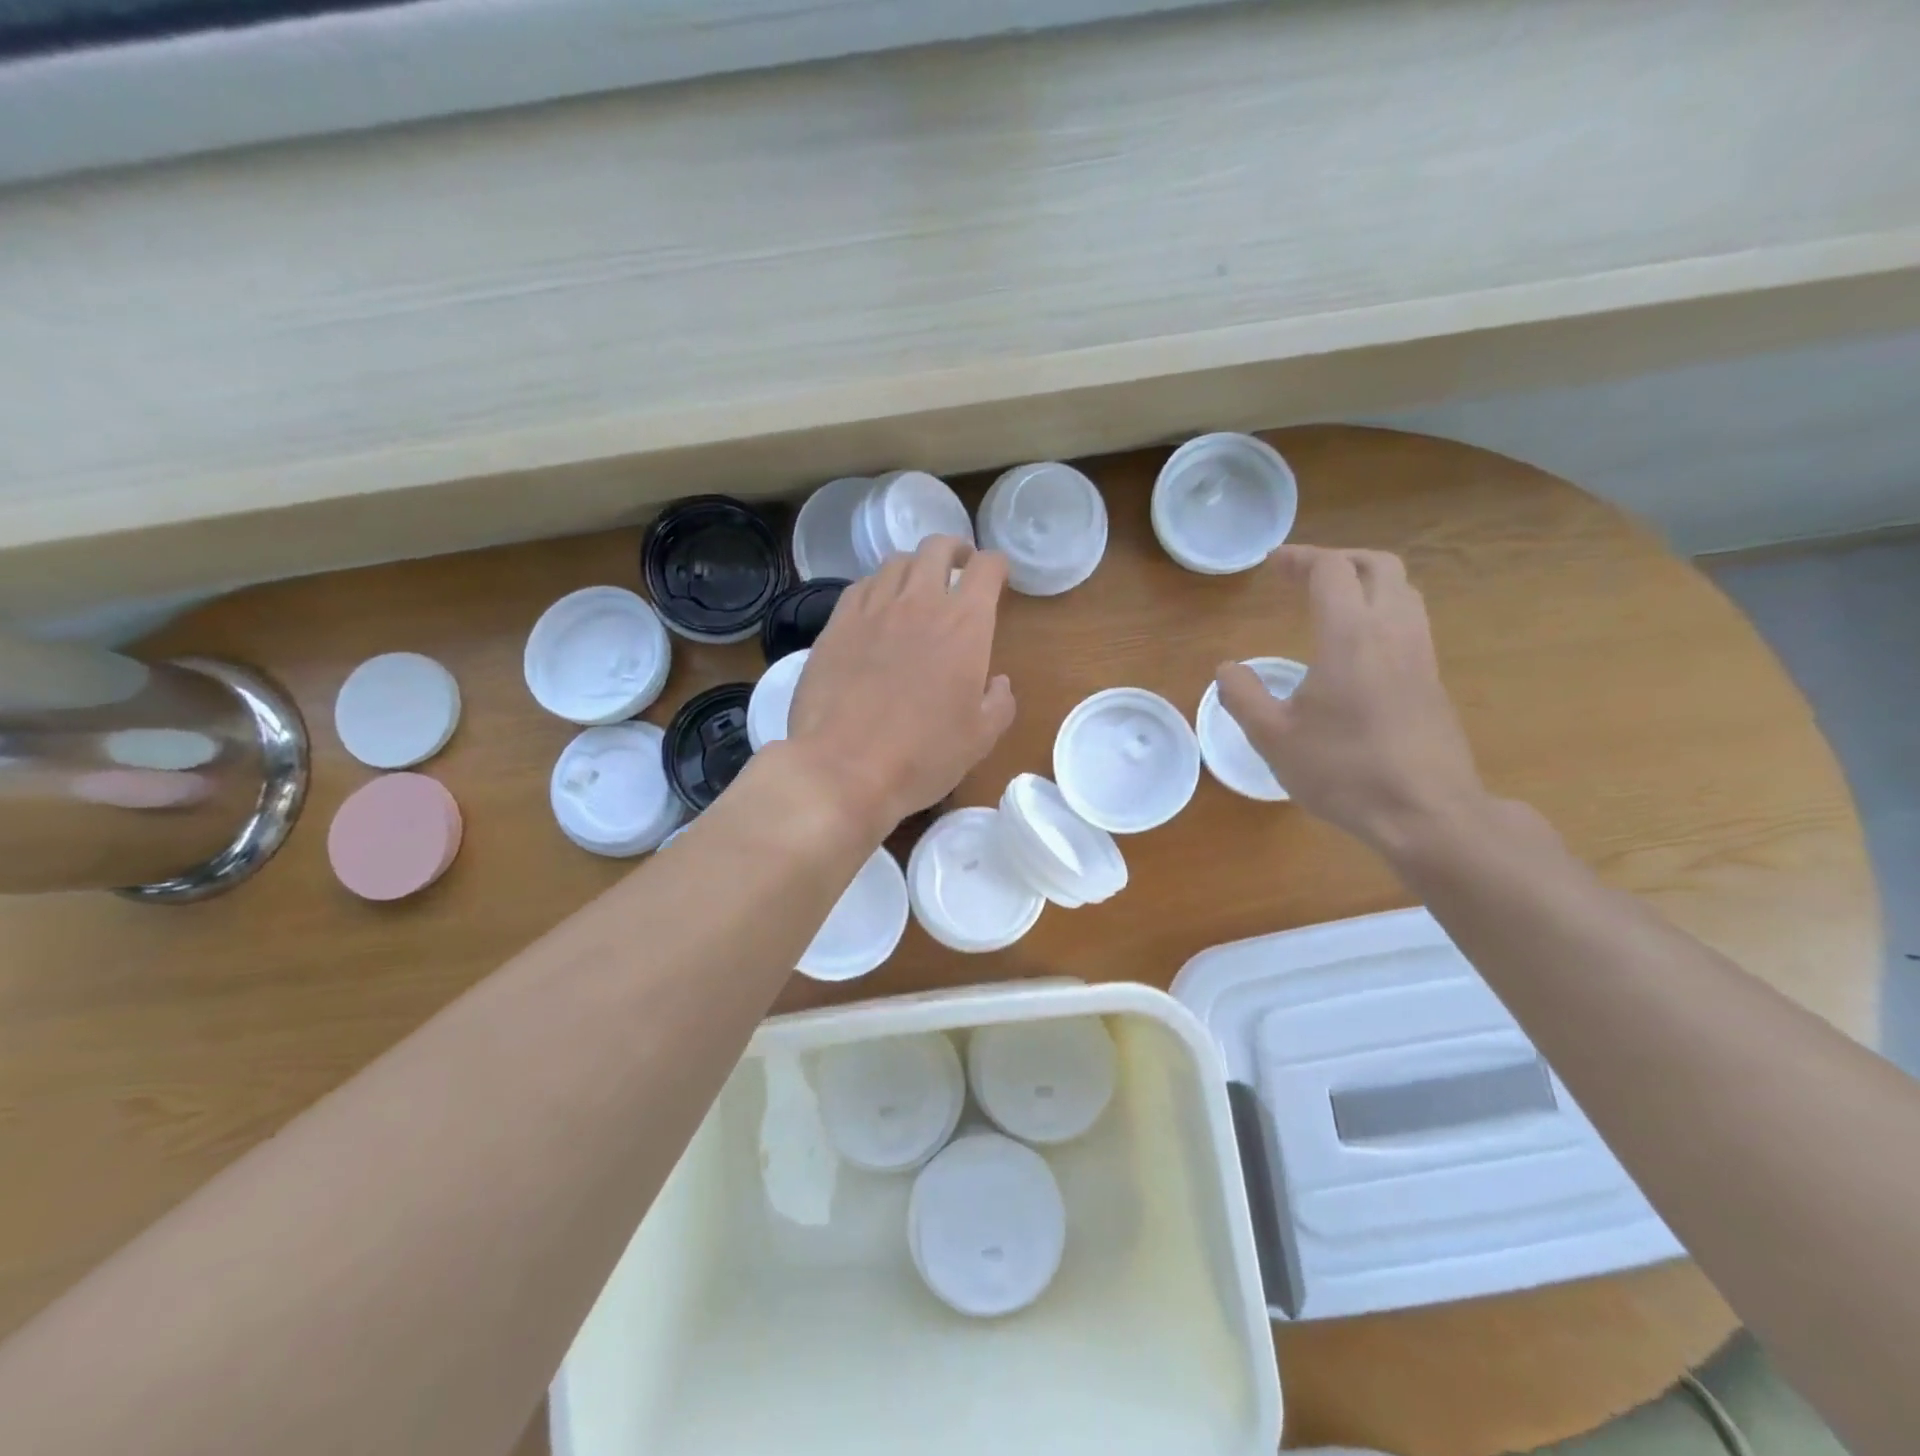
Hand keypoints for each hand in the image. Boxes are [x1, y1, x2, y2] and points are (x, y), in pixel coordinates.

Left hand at [784, 536, 1015, 834]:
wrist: (842, 768)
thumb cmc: (922, 756)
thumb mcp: (980, 739)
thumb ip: (999, 703)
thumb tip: (998, 683)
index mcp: (964, 624)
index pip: (987, 567)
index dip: (997, 565)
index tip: (998, 576)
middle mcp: (919, 602)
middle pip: (937, 548)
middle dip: (955, 550)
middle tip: (960, 569)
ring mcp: (872, 609)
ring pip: (896, 562)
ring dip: (914, 566)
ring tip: (917, 586)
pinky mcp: (836, 624)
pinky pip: (861, 586)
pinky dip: (877, 587)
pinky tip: (877, 608)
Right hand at [1216, 547, 1488, 855]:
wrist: (1425, 812)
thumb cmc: (1343, 771)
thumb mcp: (1274, 738)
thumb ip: (1243, 697)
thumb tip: (1226, 669)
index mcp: (1350, 636)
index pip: (1330, 571)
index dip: (1299, 558)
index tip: (1272, 564)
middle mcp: (1392, 632)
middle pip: (1378, 566)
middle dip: (1340, 559)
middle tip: (1304, 575)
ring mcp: (1420, 655)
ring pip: (1403, 591)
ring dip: (1367, 582)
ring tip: (1332, 602)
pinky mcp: (1432, 679)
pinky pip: (1411, 621)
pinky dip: (1383, 610)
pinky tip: (1358, 647)